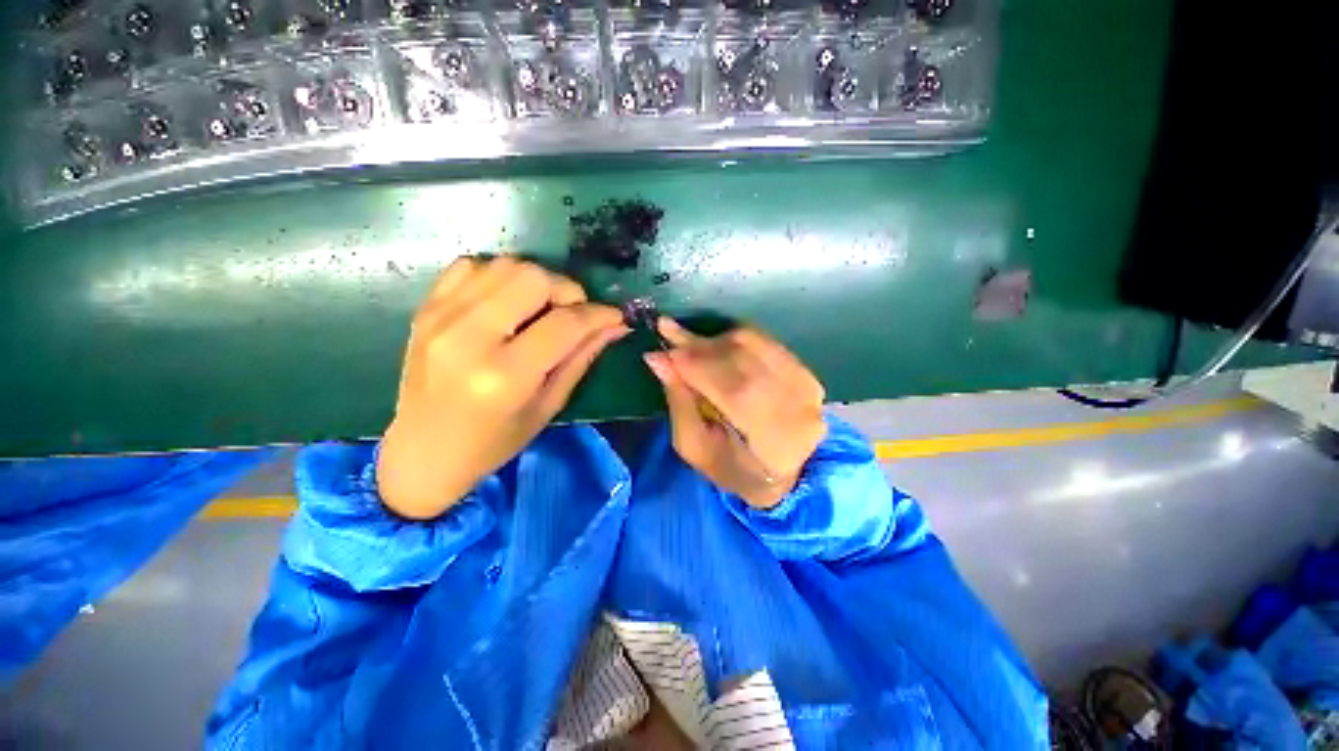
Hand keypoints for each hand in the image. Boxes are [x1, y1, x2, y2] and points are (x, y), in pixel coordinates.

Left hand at [377, 257, 627, 519]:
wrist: (423, 451)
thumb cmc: (494, 442)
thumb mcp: (548, 406)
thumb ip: (582, 358)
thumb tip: (616, 326)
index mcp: (505, 376)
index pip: (565, 324)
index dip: (598, 315)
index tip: (615, 316)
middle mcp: (469, 337)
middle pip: (533, 278)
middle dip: (566, 291)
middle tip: (573, 314)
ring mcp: (441, 317)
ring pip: (506, 265)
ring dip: (535, 282)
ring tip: (540, 310)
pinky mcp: (426, 308)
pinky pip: (472, 266)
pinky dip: (499, 277)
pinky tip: (506, 303)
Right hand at [643, 320, 826, 509]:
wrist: (780, 475)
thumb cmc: (732, 469)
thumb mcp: (695, 448)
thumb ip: (680, 403)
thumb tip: (659, 359)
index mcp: (776, 443)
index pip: (736, 392)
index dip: (698, 366)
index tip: (662, 350)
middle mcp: (800, 409)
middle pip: (745, 362)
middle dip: (701, 347)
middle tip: (668, 336)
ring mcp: (808, 387)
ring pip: (754, 345)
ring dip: (714, 340)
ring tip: (687, 343)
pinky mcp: (806, 371)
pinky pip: (764, 341)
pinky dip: (733, 339)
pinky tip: (712, 345)